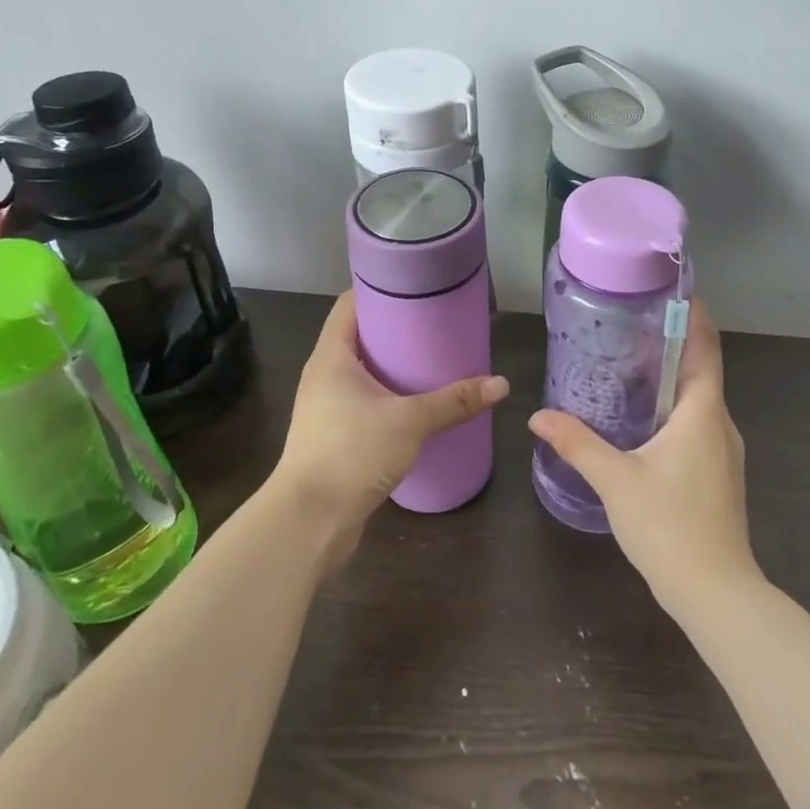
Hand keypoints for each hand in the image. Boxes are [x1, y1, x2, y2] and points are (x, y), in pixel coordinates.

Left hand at [272, 292, 508, 572]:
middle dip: (396, 327)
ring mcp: (326, 407)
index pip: (350, 303)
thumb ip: (455, 401)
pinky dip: (389, 394)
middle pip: (359, 335)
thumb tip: (501, 384)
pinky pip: (364, 400)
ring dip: (393, 363)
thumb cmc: (351, 454)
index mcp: (332, 356)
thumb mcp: (410, 422)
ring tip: (433, 357)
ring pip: (363, 370)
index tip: (417, 285)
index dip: (380, 288)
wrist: (308, 523)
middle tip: (436, 321)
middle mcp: (324, 375)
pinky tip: (417, 402)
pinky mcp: (334, 435)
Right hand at [528, 299, 761, 615]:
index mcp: (703, 411)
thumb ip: (577, 443)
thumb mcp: (615, 480)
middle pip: (701, 369)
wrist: (717, 594)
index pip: (705, 345)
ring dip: (673, 378)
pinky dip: (675, 409)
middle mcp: (720, 423)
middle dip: (673, 343)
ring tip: (632, 364)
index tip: (672, 289)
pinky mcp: (719, 474)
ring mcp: (724, 451)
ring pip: (699, 399)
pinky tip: (644, 420)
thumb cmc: (669, 526)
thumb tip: (538, 416)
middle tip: (632, 325)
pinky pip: (698, 424)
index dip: (693, 314)